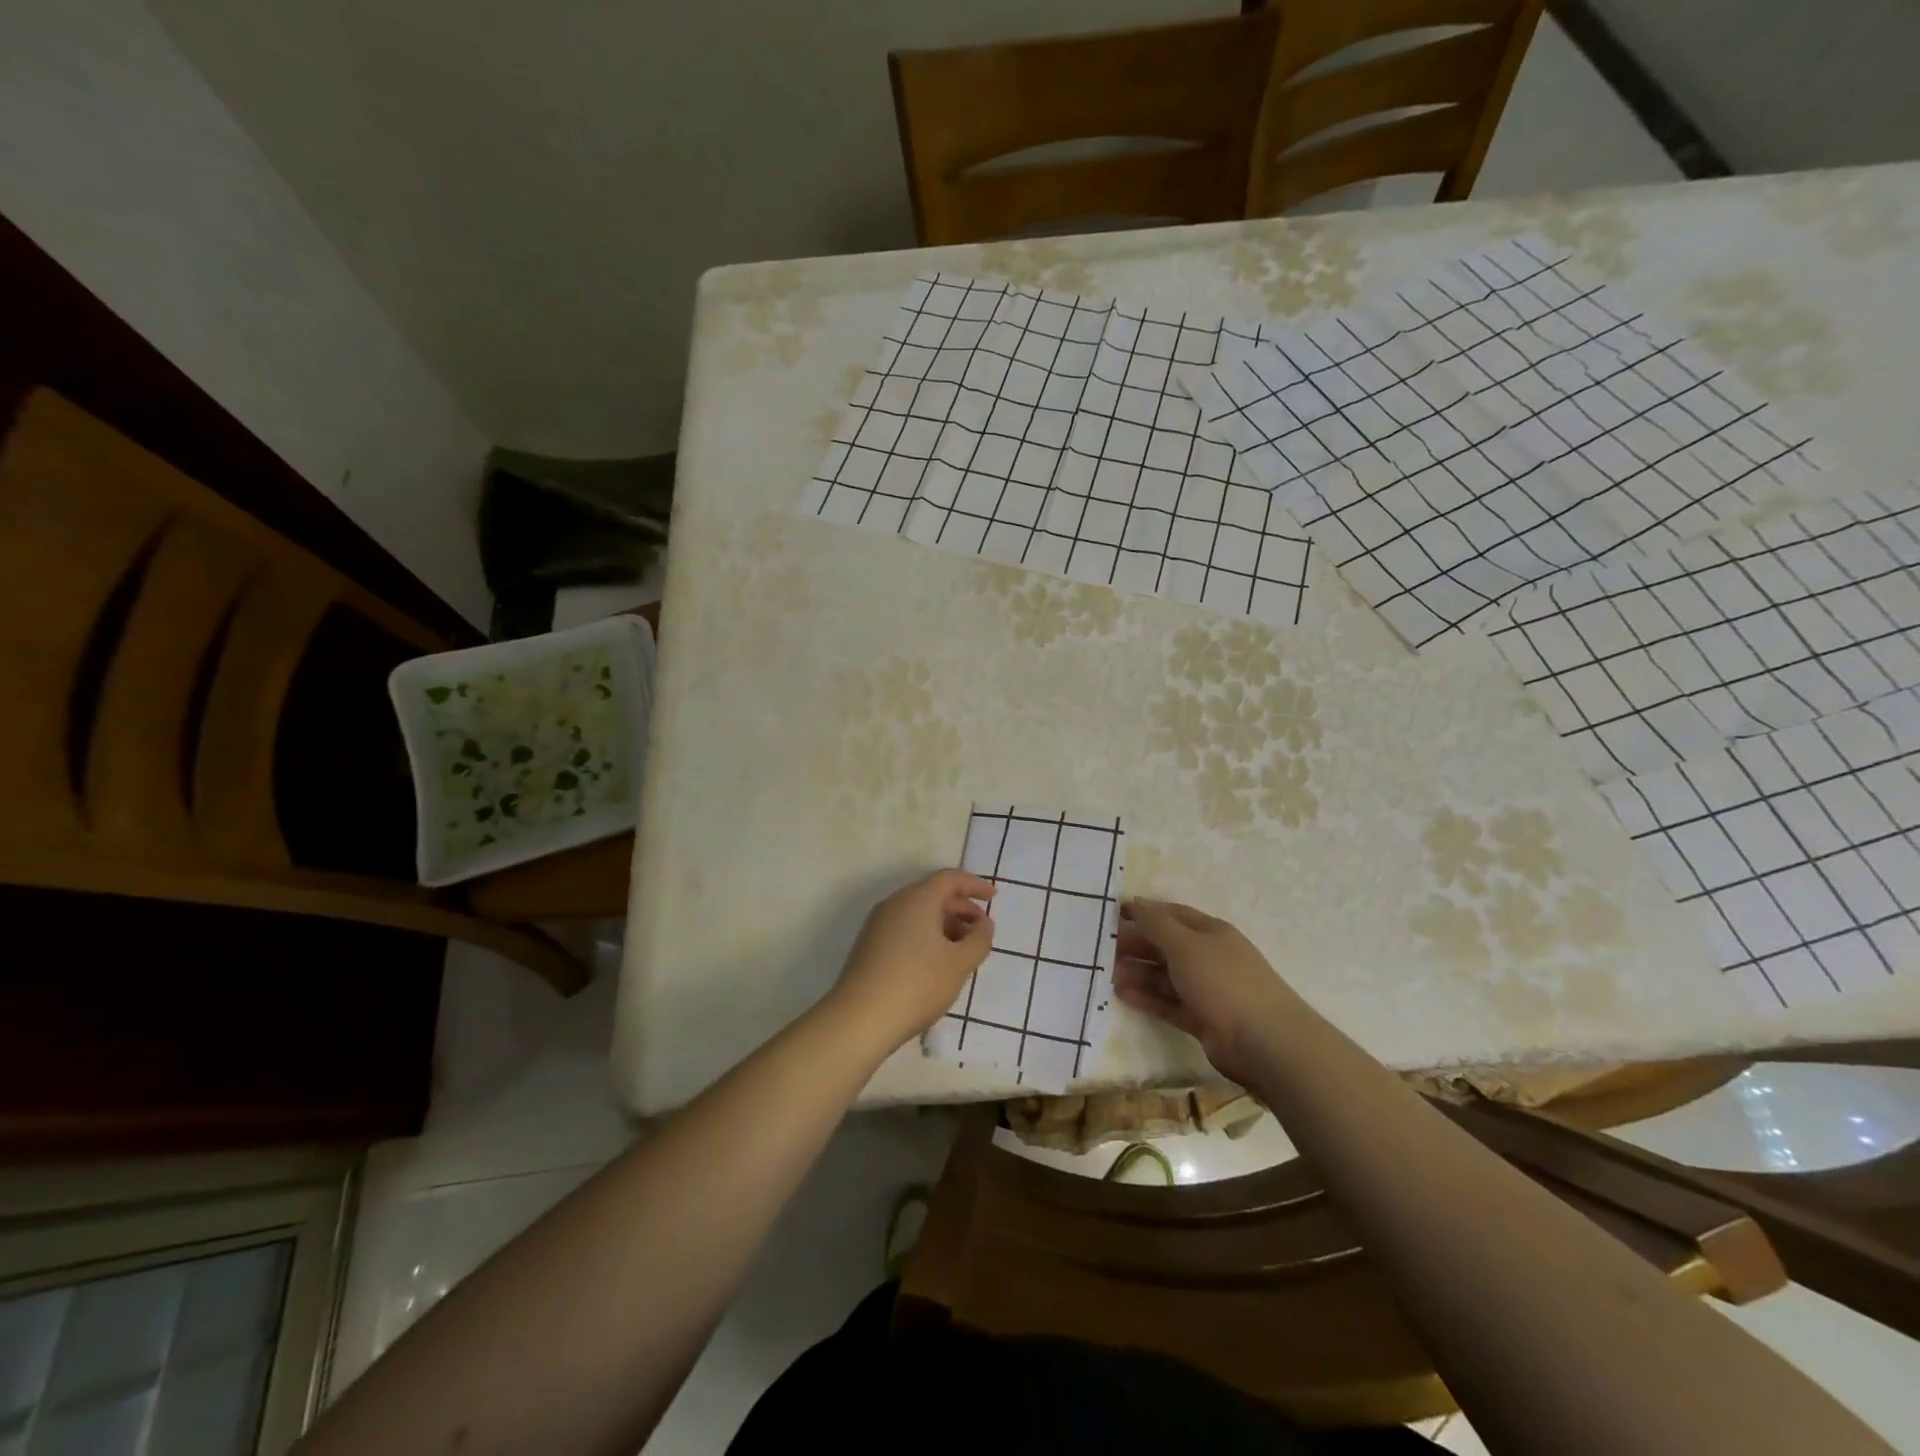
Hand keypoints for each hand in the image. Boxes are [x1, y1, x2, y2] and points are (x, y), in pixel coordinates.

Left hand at [828, 870, 995, 1052]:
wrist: (859, 1019)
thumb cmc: (917, 984)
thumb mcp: (959, 964)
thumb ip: (979, 939)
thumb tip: (983, 924)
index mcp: (917, 899)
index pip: (949, 879)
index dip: (974, 885)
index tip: (994, 897)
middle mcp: (895, 904)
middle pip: (933, 894)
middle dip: (962, 908)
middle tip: (982, 930)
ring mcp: (878, 925)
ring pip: (918, 914)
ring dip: (945, 925)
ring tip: (963, 951)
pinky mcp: (869, 946)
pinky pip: (905, 929)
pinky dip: (926, 936)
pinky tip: (937, 963)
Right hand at [1114, 899, 1295, 1085]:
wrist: (1265, 1042)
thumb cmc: (1223, 981)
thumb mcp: (1185, 945)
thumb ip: (1156, 924)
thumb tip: (1134, 902)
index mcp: (1210, 932)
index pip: (1171, 915)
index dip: (1143, 912)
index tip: (1111, 914)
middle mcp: (1208, 957)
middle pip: (1166, 946)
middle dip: (1136, 945)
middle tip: (1102, 949)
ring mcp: (1207, 990)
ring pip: (1165, 976)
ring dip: (1137, 973)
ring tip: (1107, 975)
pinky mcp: (1202, 1019)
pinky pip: (1168, 1003)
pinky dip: (1147, 998)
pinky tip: (1122, 995)